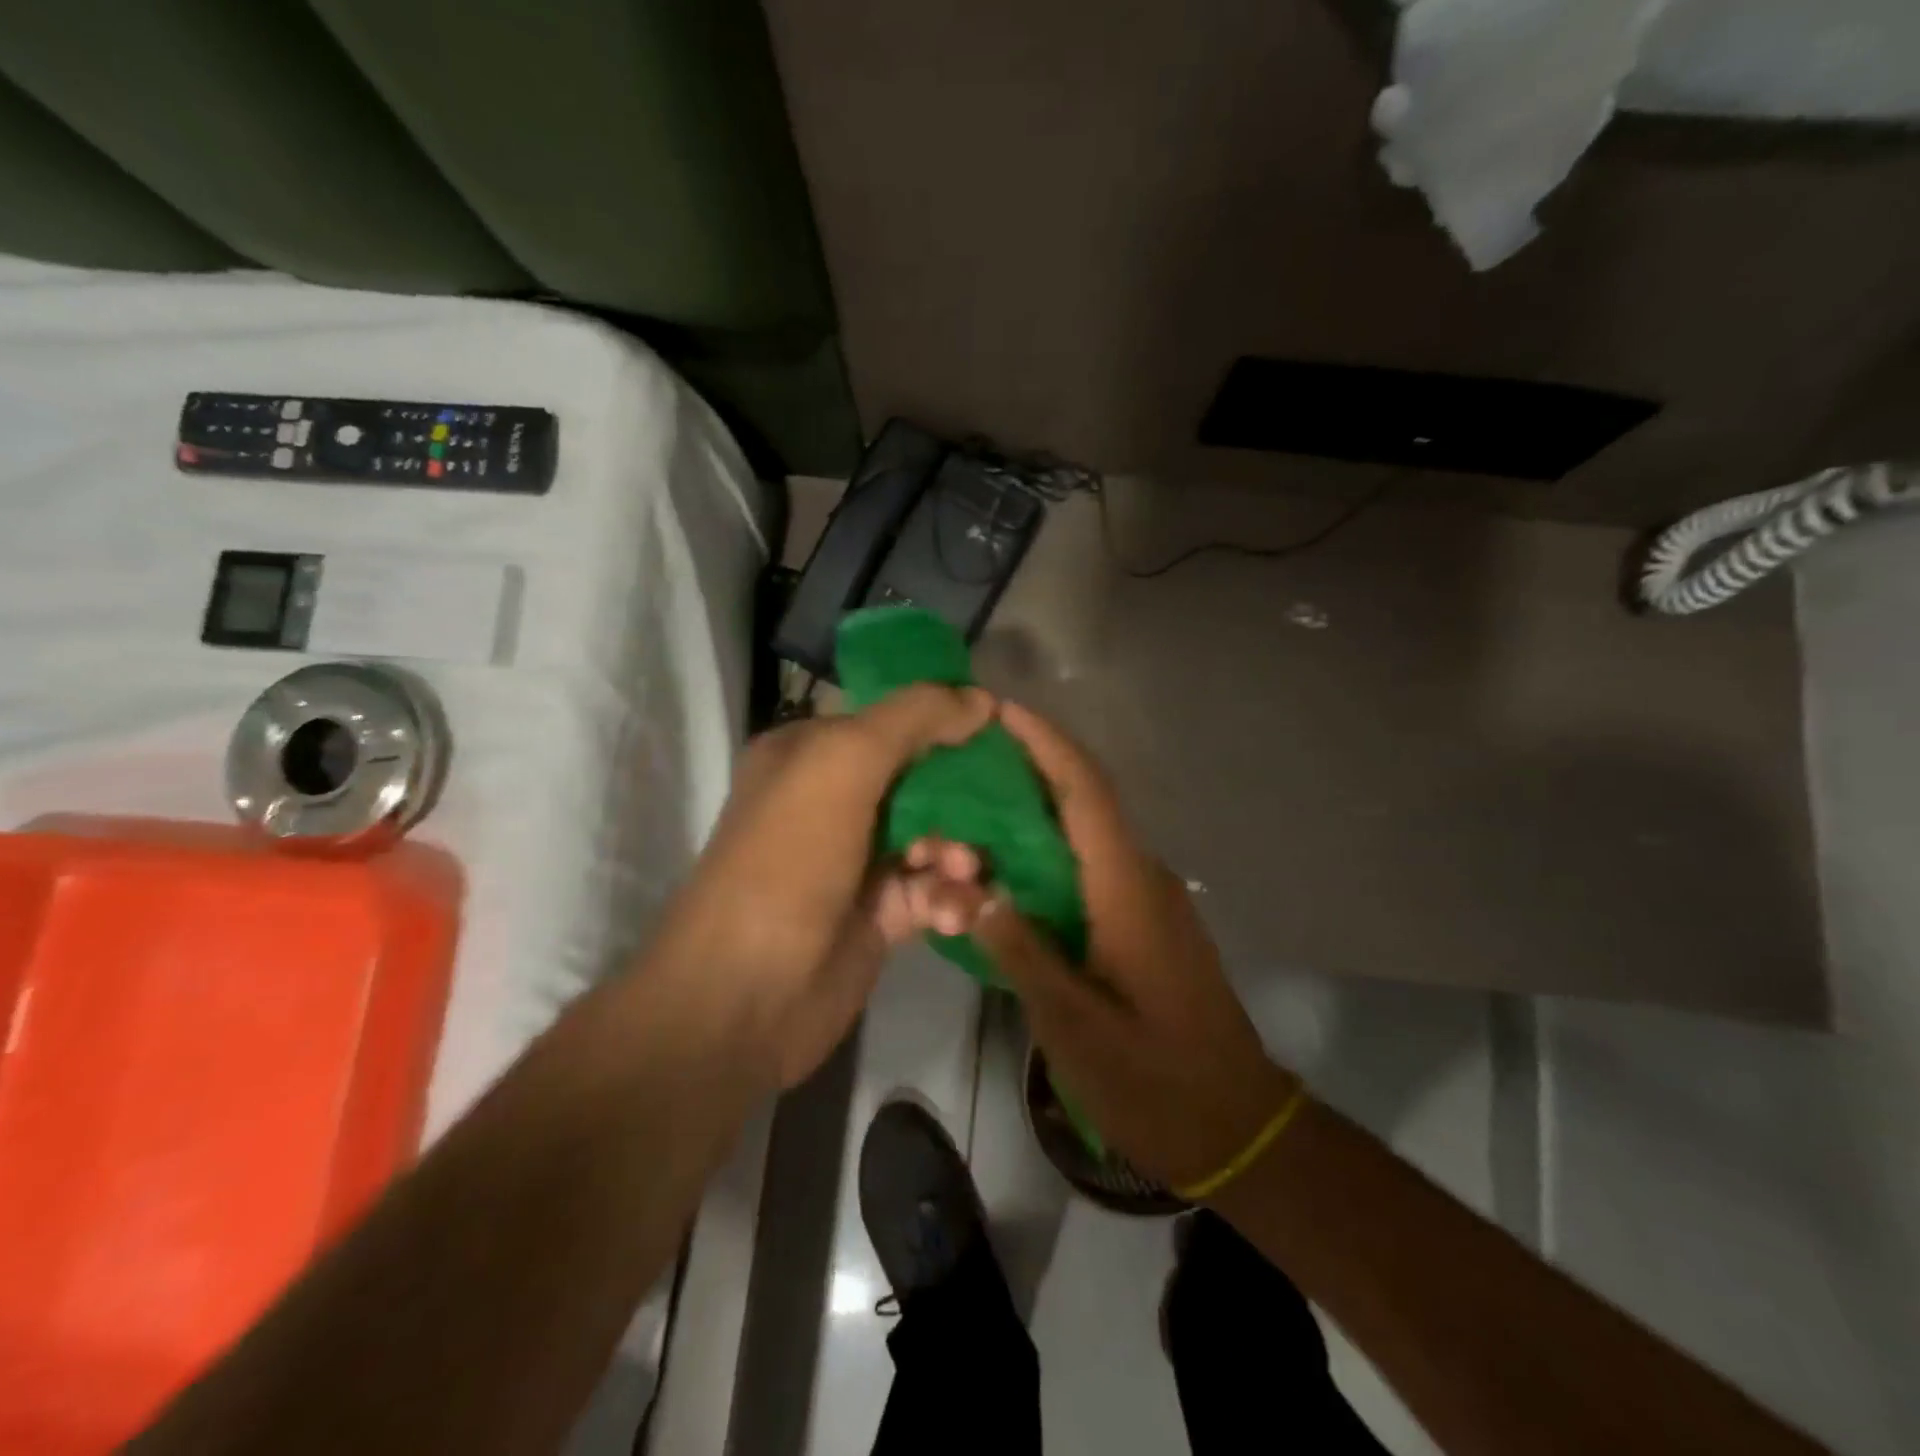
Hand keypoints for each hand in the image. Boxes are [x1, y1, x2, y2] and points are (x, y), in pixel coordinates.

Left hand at [653, 685, 995, 1088]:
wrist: (744, 996)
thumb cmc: (787, 861)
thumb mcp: (842, 764)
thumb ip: (913, 718)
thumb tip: (981, 698)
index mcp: (811, 753)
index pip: (893, 719)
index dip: (947, 720)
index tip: (1000, 729)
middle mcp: (833, 800)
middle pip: (923, 778)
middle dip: (963, 797)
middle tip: (992, 814)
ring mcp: (858, 859)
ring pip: (937, 836)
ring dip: (960, 851)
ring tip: (960, 872)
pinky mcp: (882, 913)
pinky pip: (935, 889)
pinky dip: (950, 897)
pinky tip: (952, 914)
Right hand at [969, 702, 1297, 1191]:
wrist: (1238, 1128)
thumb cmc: (1156, 1079)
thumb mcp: (1074, 1025)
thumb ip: (1020, 951)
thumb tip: (970, 890)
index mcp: (1126, 888)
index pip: (1086, 791)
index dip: (1045, 743)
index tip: (1000, 710)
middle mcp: (1141, 877)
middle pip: (1083, 801)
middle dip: (1028, 769)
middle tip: (962, 760)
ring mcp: (1147, 900)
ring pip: (1085, 835)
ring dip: (1034, 813)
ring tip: (970, 809)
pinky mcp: (1144, 924)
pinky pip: (1089, 867)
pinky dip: (1047, 853)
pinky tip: (1006, 872)